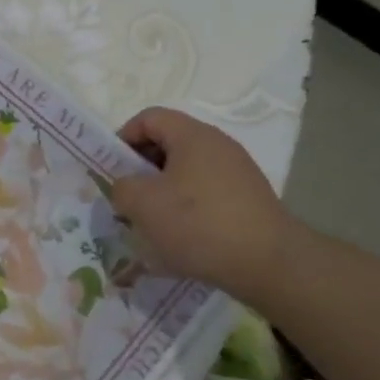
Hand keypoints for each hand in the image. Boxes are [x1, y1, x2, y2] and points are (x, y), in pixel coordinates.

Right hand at [109, 106, 297, 305]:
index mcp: (192, 135)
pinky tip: (182, 238)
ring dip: (162, 192)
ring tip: (151, 224)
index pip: (149, 118)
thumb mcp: (142, 204)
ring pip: (186, 172)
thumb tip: (126, 188)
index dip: (123, 138)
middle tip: (127, 199)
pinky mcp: (248, 199)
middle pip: (168, 144)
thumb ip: (121, 187)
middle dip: (141, 170)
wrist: (267, 262)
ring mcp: (237, 172)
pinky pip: (206, 194)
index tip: (112, 170)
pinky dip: (187, 209)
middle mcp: (218, 145)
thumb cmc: (197, 223)